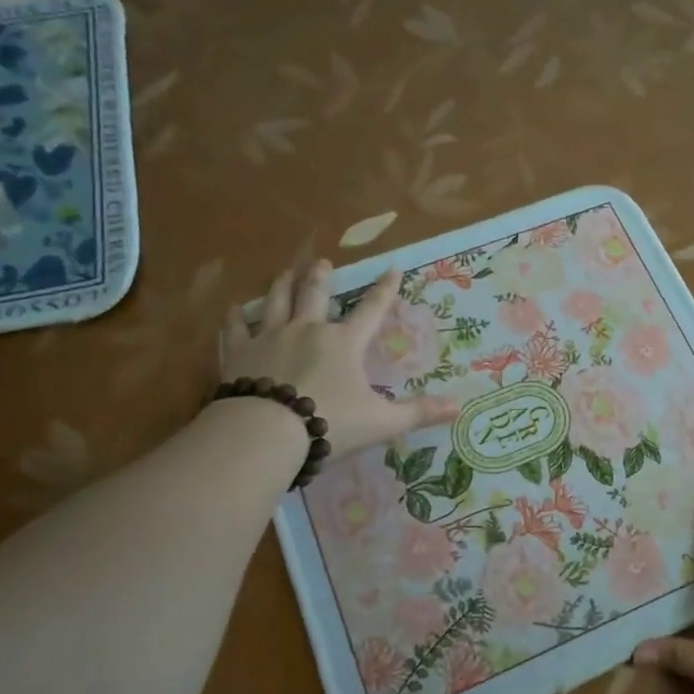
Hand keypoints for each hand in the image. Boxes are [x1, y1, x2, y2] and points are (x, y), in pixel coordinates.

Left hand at [221, 259, 459, 459]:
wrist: (266, 432)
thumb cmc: (330, 423)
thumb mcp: (382, 422)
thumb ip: (418, 412)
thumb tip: (459, 407)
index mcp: (344, 343)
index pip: (371, 310)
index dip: (384, 289)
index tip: (392, 268)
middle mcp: (307, 330)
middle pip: (315, 295)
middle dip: (321, 276)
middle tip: (322, 261)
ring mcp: (269, 338)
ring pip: (276, 301)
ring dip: (282, 285)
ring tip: (284, 272)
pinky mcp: (239, 354)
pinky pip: (236, 328)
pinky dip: (236, 317)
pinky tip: (234, 309)